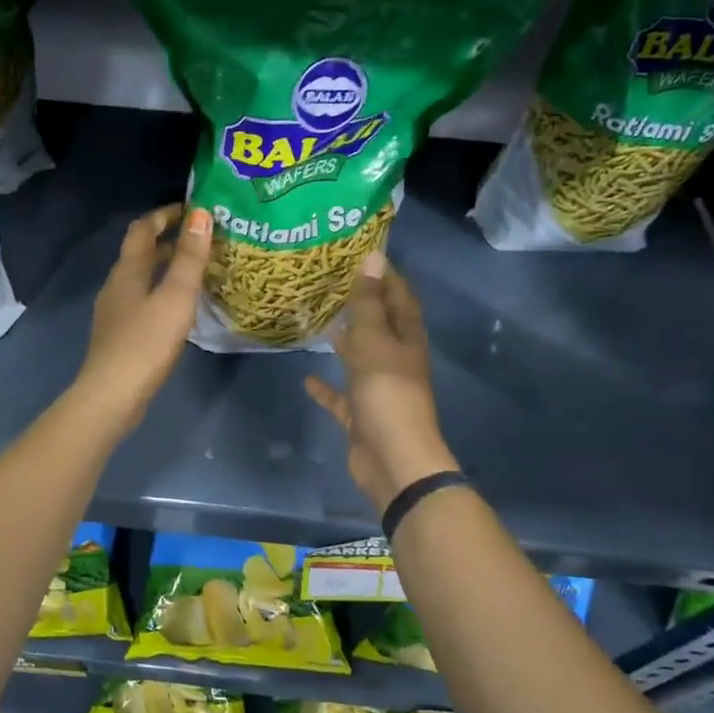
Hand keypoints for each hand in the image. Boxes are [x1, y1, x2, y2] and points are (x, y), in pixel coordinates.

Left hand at [73, 204, 212, 434]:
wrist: (112, 395)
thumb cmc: (146, 342)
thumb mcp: (175, 296)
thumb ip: (189, 257)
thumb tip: (200, 214)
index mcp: (128, 271)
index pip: (143, 229)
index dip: (165, 215)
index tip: (193, 208)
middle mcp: (117, 285)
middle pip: (141, 253)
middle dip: (170, 241)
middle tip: (204, 240)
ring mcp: (115, 312)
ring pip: (142, 279)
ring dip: (167, 269)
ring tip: (198, 272)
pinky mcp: (120, 336)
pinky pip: (143, 302)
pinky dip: (162, 294)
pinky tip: (180, 310)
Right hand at [305, 251, 457, 513]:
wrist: (393, 459)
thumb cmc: (386, 394)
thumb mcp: (374, 342)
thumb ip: (369, 303)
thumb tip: (373, 257)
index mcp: (407, 339)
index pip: (400, 297)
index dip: (386, 275)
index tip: (362, 252)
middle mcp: (396, 360)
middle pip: (380, 325)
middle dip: (362, 304)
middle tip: (333, 282)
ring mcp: (378, 389)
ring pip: (360, 358)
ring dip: (345, 342)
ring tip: (321, 320)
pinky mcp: (361, 415)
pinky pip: (341, 396)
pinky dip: (326, 387)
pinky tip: (307, 377)